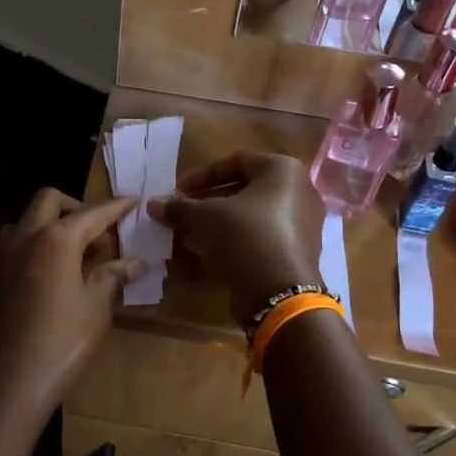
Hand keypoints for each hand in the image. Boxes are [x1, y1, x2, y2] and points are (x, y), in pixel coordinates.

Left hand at [0, 189, 141, 426]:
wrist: (9, 383)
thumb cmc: (62, 342)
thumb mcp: (96, 308)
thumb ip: (113, 276)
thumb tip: (136, 263)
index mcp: (55, 239)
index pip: (92, 214)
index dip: (115, 207)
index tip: (133, 201)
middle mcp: (25, 238)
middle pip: (49, 201)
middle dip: (76, 207)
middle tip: (99, 233)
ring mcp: (4, 258)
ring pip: (26, 221)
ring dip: (50, 224)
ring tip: (75, 253)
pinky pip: (16, 246)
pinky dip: (36, 245)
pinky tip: (53, 273)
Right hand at [147, 153, 323, 325]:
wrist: (280, 294)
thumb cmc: (246, 237)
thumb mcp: (207, 217)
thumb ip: (180, 207)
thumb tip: (152, 204)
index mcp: (283, 170)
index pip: (236, 162)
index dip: (202, 176)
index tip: (178, 192)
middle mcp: (299, 191)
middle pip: (245, 189)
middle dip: (209, 201)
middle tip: (183, 213)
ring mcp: (303, 223)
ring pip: (252, 215)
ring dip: (219, 222)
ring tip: (190, 233)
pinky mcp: (298, 250)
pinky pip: (262, 235)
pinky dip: (236, 239)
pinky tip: (209, 251)